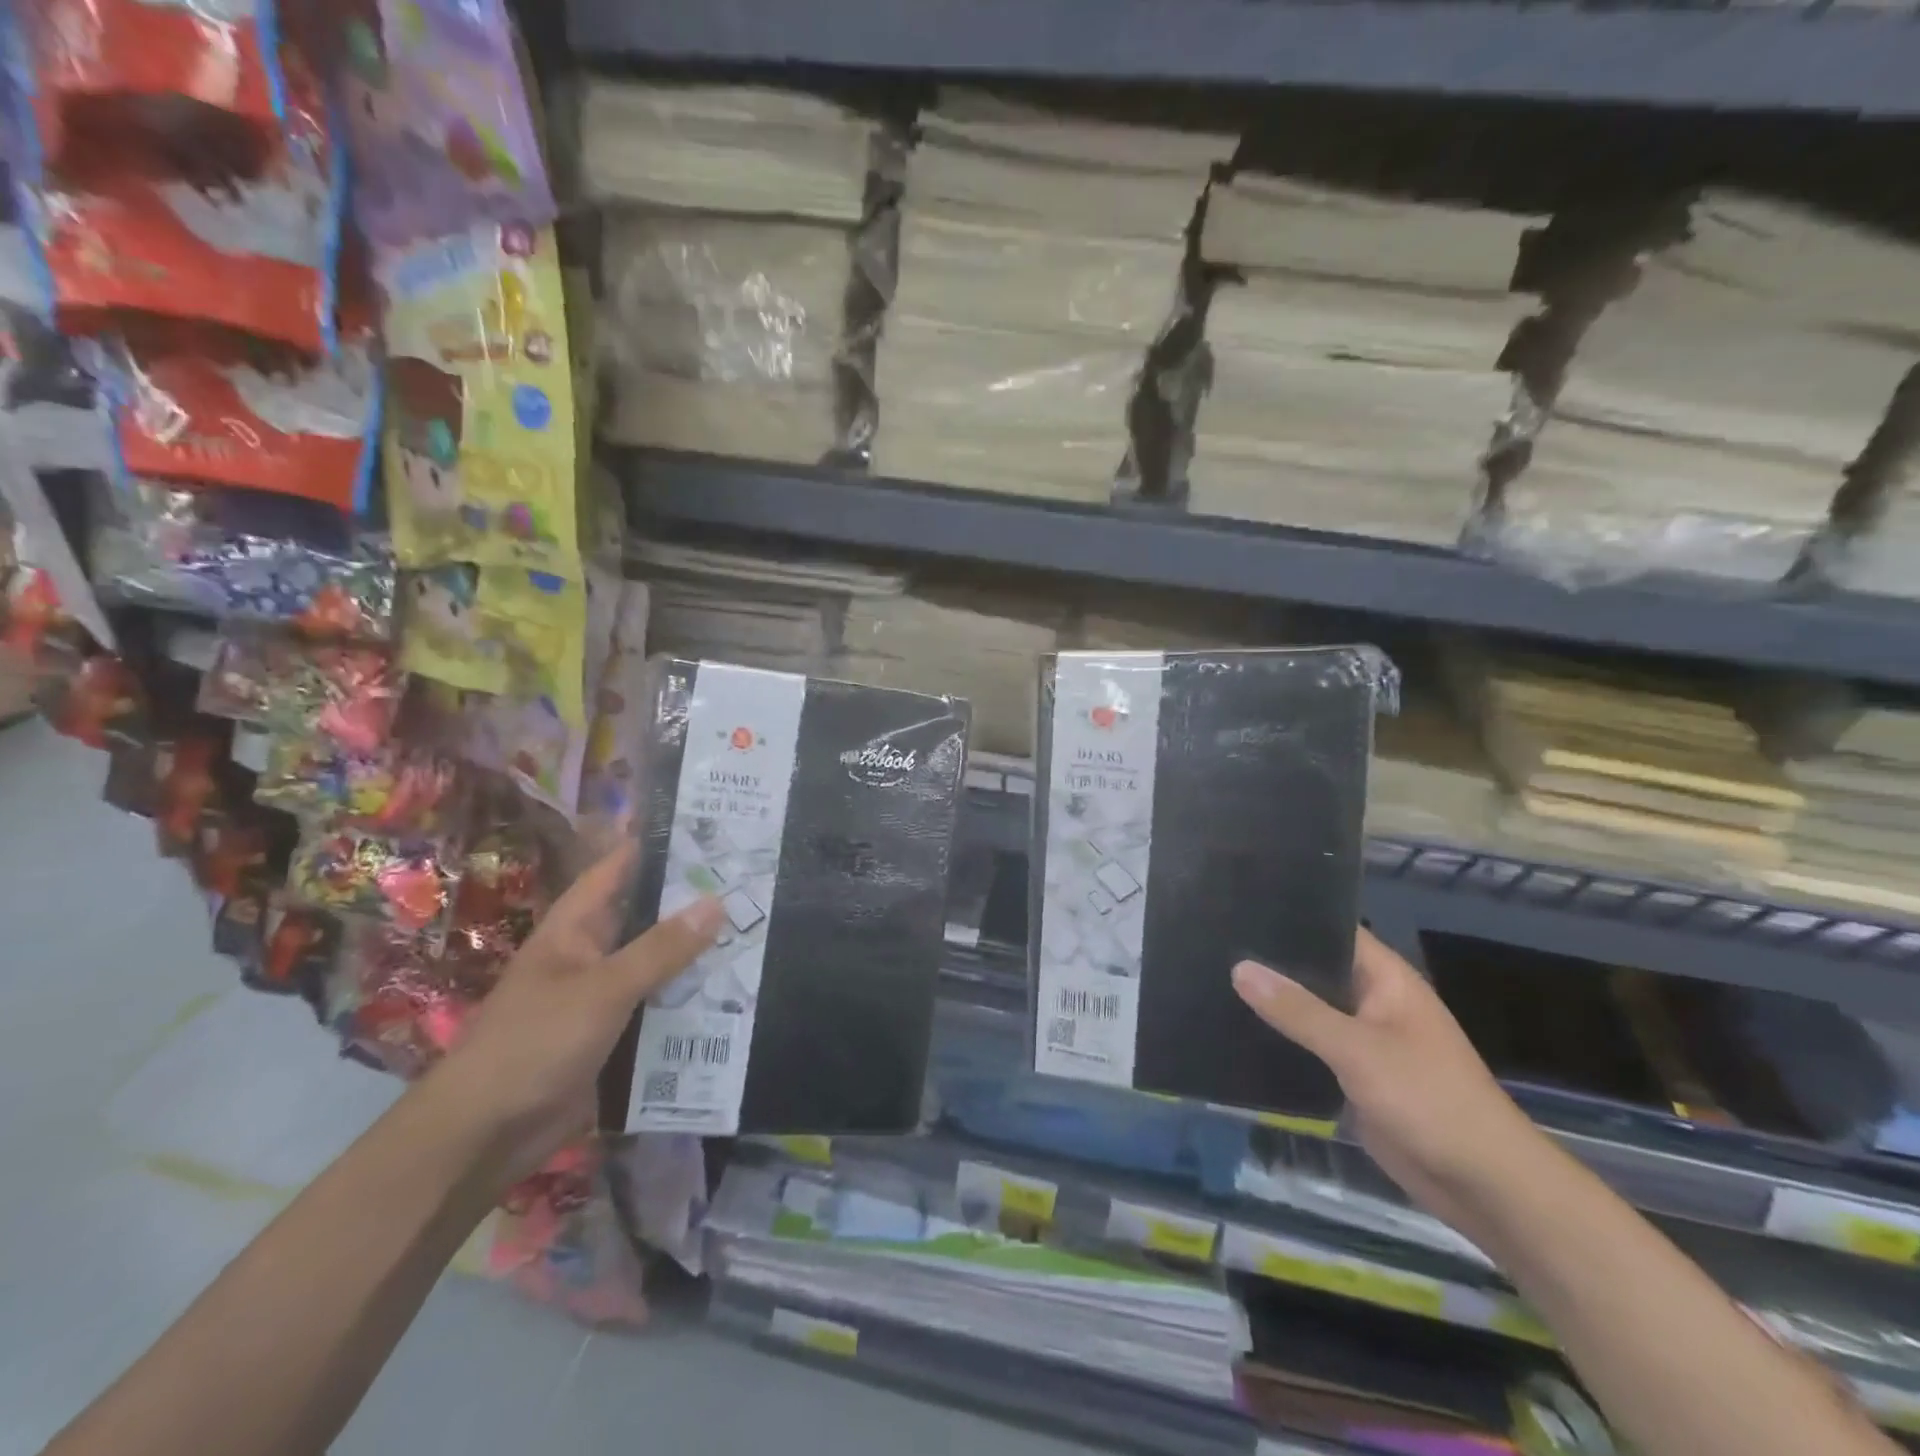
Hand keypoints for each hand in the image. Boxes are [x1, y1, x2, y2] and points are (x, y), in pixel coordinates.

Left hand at [425, 843, 721, 1185]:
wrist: (485, 1136)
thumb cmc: (535, 1043)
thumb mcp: (603, 989)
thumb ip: (661, 948)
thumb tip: (717, 902)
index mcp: (575, 928)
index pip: (619, 869)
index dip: (658, 846)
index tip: (710, 828)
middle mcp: (592, 954)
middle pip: (648, 917)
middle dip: (694, 902)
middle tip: (753, 882)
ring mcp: (604, 996)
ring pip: (660, 964)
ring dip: (699, 954)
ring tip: (758, 930)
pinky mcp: (617, 1035)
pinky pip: (661, 1007)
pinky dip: (692, 999)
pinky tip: (735, 992)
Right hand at [1233, 930, 1543, 1233]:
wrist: (1483, 1185)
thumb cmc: (1429, 1100)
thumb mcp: (1358, 1050)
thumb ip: (1298, 1010)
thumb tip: (1239, 967)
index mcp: (1385, 979)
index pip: (1332, 929)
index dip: (1290, 916)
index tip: (1238, 905)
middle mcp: (1372, 1001)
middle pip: (1315, 969)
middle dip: (1270, 961)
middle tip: (1211, 942)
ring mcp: (1363, 1039)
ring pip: (1308, 1010)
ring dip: (1272, 1003)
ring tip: (1211, 978)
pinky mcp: (1353, 1075)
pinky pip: (1309, 1047)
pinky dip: (1281, 1040)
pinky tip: (1237, 1031)